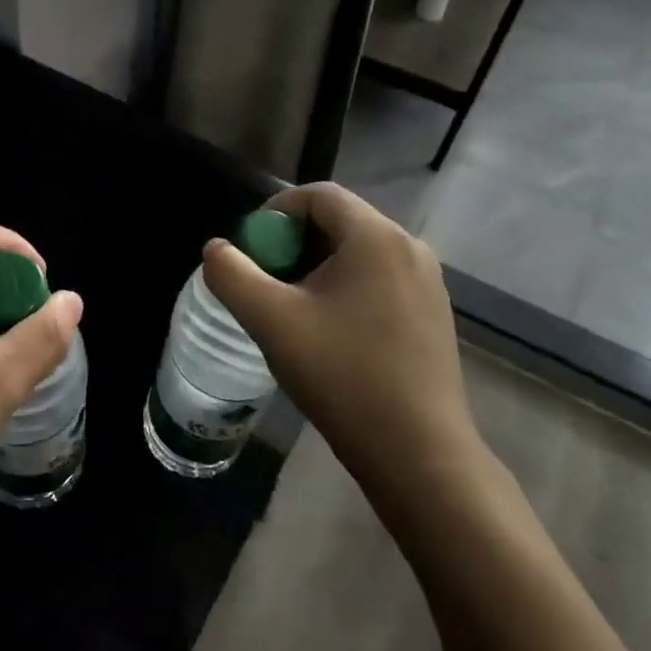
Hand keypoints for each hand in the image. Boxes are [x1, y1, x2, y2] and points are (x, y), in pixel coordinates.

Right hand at [200, 183, 484, 521]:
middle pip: (339, 221)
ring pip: (358, 252)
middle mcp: (409, 247)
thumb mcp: (271, 321)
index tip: (252, 248)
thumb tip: (216, 249)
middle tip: (266, 280)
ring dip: (317, 266)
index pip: (318, 195)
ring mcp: (428, 282)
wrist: (419, 455)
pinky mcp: (433, 313)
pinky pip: (379, 278)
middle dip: (294, 243)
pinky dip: (346, 287)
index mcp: (376, 237)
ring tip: (292, 308)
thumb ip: (231, 274)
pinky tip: (330, 330)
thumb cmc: (343, 376)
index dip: (276, 211)